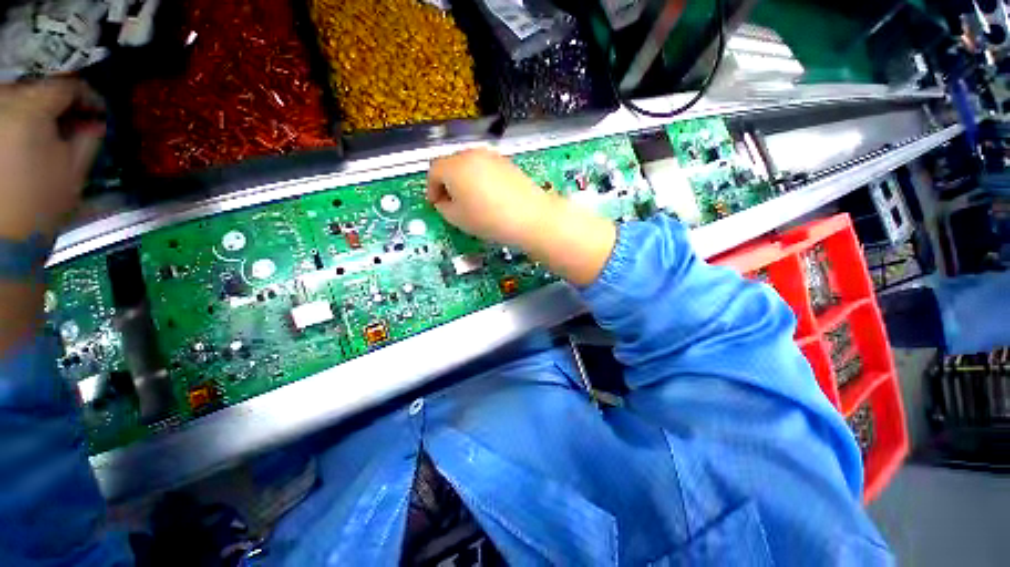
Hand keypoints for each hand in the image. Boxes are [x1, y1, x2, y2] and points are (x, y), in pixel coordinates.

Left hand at [0, 78, 105, 240]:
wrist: (0, 241)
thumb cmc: (40, 203)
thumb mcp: (74, 170)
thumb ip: (88, 138)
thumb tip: (95, 121)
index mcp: (29, 107)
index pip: (67, 86)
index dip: (89, 96)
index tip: (101, 112)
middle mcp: (2, 101)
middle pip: (37, 88)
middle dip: (59, 104)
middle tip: (75, 122)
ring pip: (17, 99)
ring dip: (37, 111)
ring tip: (50, 132)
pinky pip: (4, 115)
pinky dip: (18, 122)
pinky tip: (27, 141)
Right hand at [427, 148, 616, 286]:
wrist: (530, 217)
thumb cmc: (489, 220)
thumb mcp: (457, 218)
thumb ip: (443, 206)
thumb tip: (444, 200)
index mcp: (454, 166)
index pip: (433, 171)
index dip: (431, 189)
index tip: (436, 205)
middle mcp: (472, 154)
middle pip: (451, 164)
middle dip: (448, 183)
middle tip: (452, 204)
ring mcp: (492, 157)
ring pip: (469, 165)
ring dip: (465, 181)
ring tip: (472, 202)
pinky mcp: (508, 163)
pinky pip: (486, 168)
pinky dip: (482, 179)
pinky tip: (490, 198)